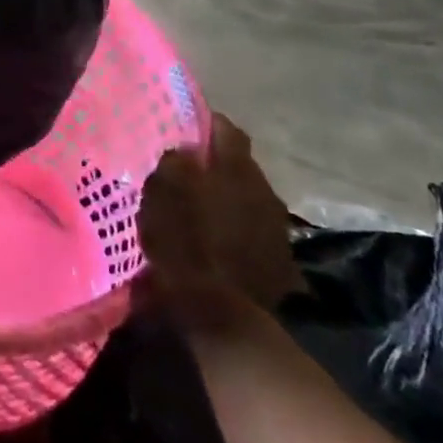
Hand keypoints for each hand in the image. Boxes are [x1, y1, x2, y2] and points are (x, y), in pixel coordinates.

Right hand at [135, 114, 303, 336]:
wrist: (221, 317)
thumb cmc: (184, 244)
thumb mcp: (161, 194)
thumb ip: (175, 163)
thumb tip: (186, 152)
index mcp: (236, 169)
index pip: (228, 129)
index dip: (208, 125)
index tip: (189, 129)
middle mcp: (264, 190)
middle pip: (242, 165)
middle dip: (220, 165)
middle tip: (192, 172)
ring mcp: (277, 228)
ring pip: (251, 198)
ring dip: (232, 199)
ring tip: (205, 209)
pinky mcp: (281, 262)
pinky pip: (257, 231)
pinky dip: (240, 230)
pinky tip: (222, 242)